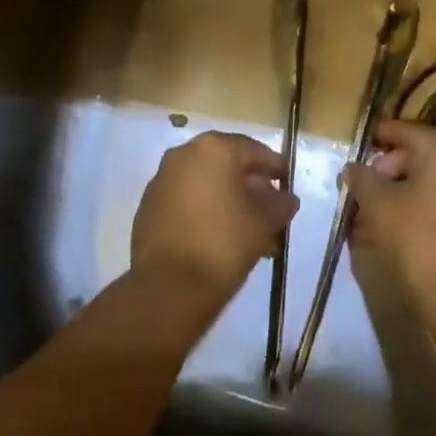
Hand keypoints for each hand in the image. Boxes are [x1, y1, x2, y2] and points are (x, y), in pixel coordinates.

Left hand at [131, 131, 298, 300]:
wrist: (170, 286)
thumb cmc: (224, 243)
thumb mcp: (265, 221)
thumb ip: (280, 203)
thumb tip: (285, 198)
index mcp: (213, 148)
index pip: (253, 150)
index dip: (275, 167)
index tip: (288, 185)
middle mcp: (183, 154)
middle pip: (225, 163)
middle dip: (249, 183)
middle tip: (268, 206)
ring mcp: (161, 180)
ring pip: (203, 182)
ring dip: (225, 197)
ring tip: (245, 226)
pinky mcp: (147, 206)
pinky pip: (184, 199)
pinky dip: (203, 209)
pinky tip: (217, 234)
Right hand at [346, 120, 435, 311]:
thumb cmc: (414, 237)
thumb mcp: (377, 203)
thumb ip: (361, 178)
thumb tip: (353, 169)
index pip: (405, 130)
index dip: (378, 136)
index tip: (358, 147)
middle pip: (418, 156)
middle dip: (386, 172)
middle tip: (361, 192)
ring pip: (429, 182)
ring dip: (399, 194)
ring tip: (369, 217)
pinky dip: (418, 208)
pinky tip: (392, 230)